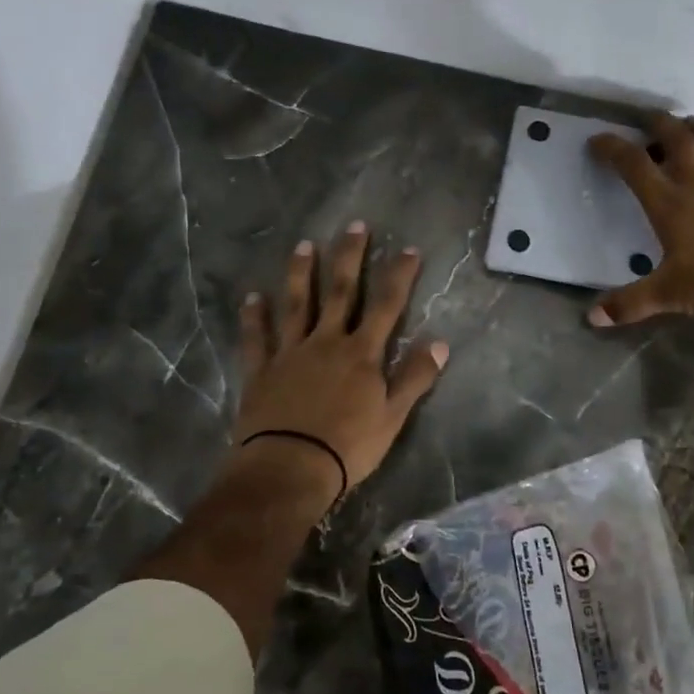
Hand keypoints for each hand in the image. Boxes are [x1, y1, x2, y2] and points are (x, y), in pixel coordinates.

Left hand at [227, 224, 448, 505]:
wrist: (289, 468)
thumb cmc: (347, 447)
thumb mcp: (392, 417)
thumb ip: (415, 377)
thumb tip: (441, 343)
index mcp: (361, 353)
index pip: (386, 305)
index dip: (399, 275)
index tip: (408, 249)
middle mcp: (326, 342)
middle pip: (340, 292)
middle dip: (348, 257)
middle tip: (354, 225)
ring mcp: (290, 353)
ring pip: (296, 305)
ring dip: (300, 274)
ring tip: (303, 246)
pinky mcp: (261, 370)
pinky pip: (256, 338)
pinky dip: (254, 317)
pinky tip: (252, 297)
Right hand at [587, 113, 693, 326]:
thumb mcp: (669, 295)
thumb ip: (629, 304)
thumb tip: (592, 318)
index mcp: (670, 205)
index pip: (635, 165)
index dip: (613, 148)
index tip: (598, 139)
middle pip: (679, 140)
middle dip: (660, 124)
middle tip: (648, 118)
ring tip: (689, 124)